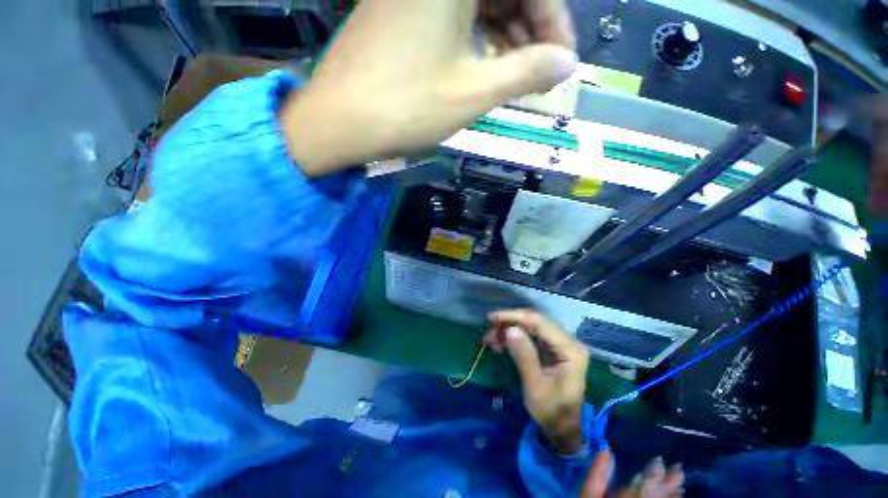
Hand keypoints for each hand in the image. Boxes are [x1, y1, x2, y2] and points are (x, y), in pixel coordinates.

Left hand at [281, 0, 576, 175]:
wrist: (341, 121)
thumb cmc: (407, 106)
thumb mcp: (474, 92)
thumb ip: (526, 72)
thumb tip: (567, 64)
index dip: (553, 19)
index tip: (562, 59)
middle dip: (531, 27)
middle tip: (541, 70)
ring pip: (480, 0)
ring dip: (506, 33)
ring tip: (516, 72)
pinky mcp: (401, 7)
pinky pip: (455, 11)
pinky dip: (478, 35)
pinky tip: (486, 63)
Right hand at [484, 309, 588, 453]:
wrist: (563, 429)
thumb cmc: (551, 411)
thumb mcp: (535, 386)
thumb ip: (524, 356)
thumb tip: (510, 329)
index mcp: (570, 350)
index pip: (540, 323)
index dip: (515, 317)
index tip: (492, 318)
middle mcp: (568, 341)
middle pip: (535, 321)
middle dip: (510, 323)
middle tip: (489, 331)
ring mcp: (561, 344)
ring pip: (531, 326)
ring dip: (509, 329)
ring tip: (491, 339)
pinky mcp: (553, 348)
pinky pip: (531, 335)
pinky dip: (514, 337)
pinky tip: (500, 343)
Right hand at [581, 451, 684, 497]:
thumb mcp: (588, 495)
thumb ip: (597, 473)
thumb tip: (605, 448)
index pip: (647, 485)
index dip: (655, 471)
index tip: (659, 459)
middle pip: (660, 496)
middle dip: (670, 483)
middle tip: (679, 468)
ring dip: (673, 496)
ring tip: (679, 485)